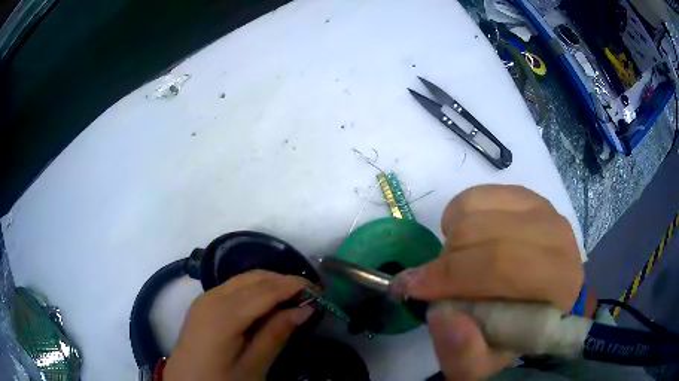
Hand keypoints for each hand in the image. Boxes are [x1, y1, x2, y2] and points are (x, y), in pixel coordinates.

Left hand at [163, 270, 313, 380]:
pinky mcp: (203, 302)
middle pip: (255, 278)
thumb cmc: (221, 379)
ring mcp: (205, 297)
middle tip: (310, 296)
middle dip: (284, 281)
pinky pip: (233, 286)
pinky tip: (267, 303)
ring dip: (270, 283)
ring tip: (293, 298)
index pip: (266, 290)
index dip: (295, 286)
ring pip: (244, 279)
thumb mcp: (254, 365)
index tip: (320, 290)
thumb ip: (277, 334)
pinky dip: (255, 288)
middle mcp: (213, 297)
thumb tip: (304, 309)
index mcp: (224, 314)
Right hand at [392, 185, 582, 379]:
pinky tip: (466, 236)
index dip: (450, 278)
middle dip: (447, 260)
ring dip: (453, 236)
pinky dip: (461, 212)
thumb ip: (463, 354)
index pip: (501, 268)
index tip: (410, 288)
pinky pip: (482, 194)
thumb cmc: (515, 339)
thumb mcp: (484, 366)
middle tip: (430, 281)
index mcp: (558, 285)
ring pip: (480, 208)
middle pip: (487, 235)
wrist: (542, 308)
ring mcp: (545, 211)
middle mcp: (559, 239)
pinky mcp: (530, 198)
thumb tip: (441, 314)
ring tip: (453, 261)